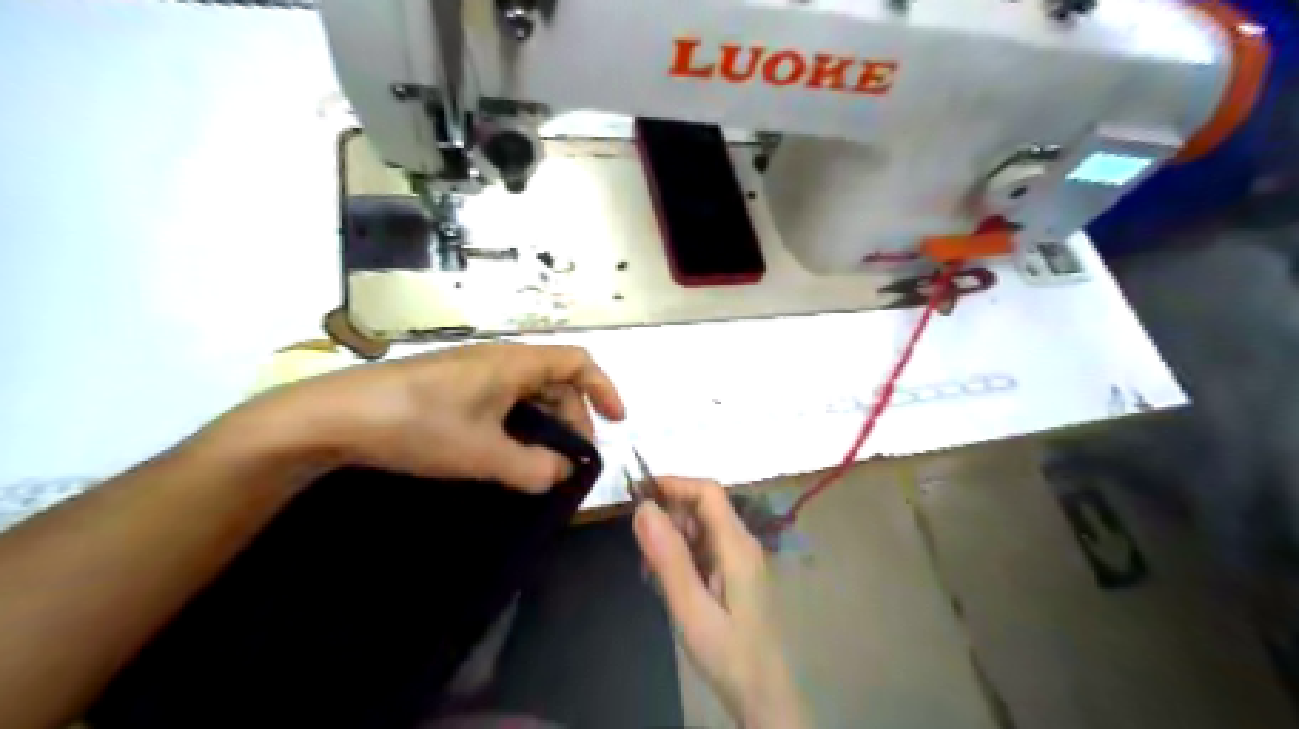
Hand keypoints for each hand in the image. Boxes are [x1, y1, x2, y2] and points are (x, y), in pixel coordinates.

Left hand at [249, 344, 628, 490]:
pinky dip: (517, 424)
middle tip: (572, 458)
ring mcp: (473, 371)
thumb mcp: (483, 453)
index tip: (616, 422)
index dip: (603, 389)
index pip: (578, 362)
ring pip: (528, 392)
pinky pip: (502, 400)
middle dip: (573, 417)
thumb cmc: (419, 425)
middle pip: (555, 380)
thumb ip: (533, 467)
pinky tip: (505, 452)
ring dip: (544, 424)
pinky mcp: (452, 386)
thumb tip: (563, 472)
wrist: (337, 416)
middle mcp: (499, 360)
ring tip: (541, 461)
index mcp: (515, 363)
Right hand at [635, 477, 808, 728]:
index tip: (637, 492)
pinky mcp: (735, 574)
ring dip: (671, 541)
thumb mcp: (691, 608)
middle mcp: (741, 543)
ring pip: (700, 529)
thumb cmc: (728, 653)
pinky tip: (669, 585)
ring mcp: (740, 559)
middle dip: (668, 518)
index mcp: (736, 545)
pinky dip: (681, 557)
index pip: (707, 492)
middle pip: (702, 508)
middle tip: (640, 552)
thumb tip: (643, 507)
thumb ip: (668, 558)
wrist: (764, 694)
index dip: (674, 483)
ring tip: (651, 575)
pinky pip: (704, 549)